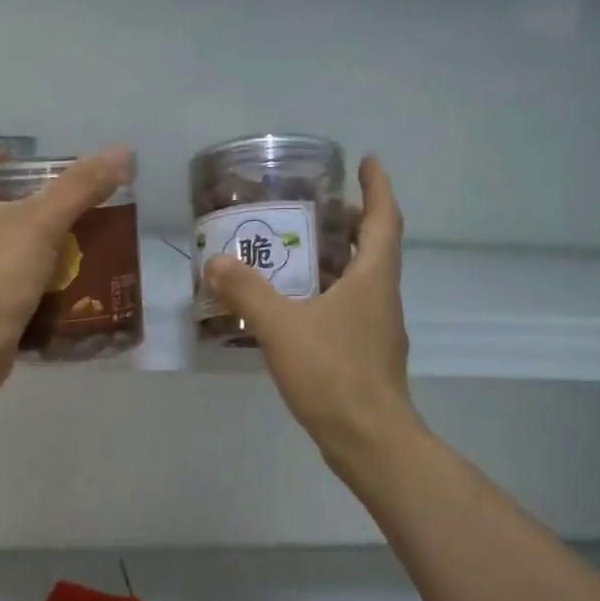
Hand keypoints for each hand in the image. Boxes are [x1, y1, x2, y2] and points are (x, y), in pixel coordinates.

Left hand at [0, 146, 131, 396]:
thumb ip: (80, 187)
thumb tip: (121, 153)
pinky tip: (48, 275)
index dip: (1, 159)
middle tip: (55, 199)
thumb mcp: (43, 223)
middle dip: (18, 199)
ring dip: (20, 236)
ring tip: (59, 235)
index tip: (32, 163)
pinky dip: (18, 269)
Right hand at [202, 156, 421, 477]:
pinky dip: (327, 294)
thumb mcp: (281, 327)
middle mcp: (382, 297)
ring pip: (361, 280)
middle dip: (350, 222)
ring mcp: (377, 328)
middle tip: (316, 208)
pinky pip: (348, 308)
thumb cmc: (333, 373)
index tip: (368, 162)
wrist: (368, 439)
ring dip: (337, 260)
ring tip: (298, 250)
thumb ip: (247, 292)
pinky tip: (295, 306)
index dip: (377, 187)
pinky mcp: (366, 354)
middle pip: (374, 247)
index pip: (383, 219)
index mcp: (373, 278)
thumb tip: (216, 260)